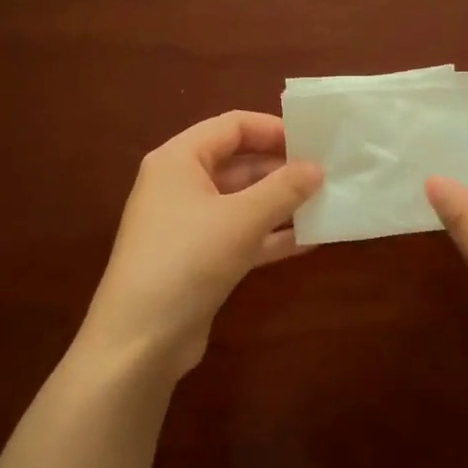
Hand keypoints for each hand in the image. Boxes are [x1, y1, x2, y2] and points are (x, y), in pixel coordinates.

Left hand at [82, 111, 321, 380]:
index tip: (314, 142)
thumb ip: (284, 189)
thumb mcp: (242, 219)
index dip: (274, 129)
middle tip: (328, 174)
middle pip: (238, 162)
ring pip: (242, 201)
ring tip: (326, 204)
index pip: (232, 126)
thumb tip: (317, 168)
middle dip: (282, 169)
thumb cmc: (187, 260)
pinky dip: (270, 236)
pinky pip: (240, 235)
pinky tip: (309, 241)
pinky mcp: (198, 259)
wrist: (139, 341)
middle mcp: (180, 184)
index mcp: (179, 159)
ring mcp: (188, 224)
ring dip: (281, 204)